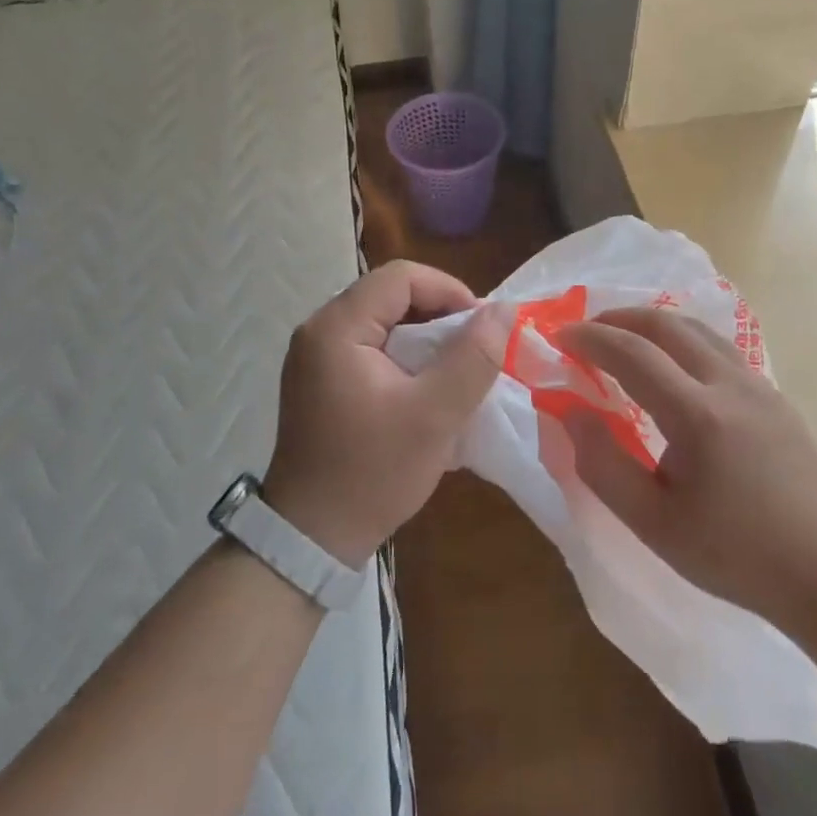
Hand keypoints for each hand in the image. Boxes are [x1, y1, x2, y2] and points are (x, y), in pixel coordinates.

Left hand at [265, 261, 508, 566]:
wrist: (312, 538)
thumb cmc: (373, 472)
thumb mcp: (434, 415)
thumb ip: (474, 358)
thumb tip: (505, 311)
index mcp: (336, 328)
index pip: (400, 277)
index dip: (449, 291)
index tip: (482, 328)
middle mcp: (319, 330)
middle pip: (390, 296)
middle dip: (440, 317)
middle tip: (475, 351)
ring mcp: (316, 356)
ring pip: (384, 322)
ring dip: (426, 339)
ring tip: (457, 371)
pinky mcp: (321, 381)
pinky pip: (371, 348)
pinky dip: (406, 359)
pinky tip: (427, 389)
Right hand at [554, 308, 816, 623]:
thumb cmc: (735, 554)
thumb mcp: (654, 524)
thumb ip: (603, 465)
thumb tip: (571, 412)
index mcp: (697, 414)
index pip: (632, 354)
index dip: (590, 339)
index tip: (559, 337)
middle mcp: (730, 384)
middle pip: (667, 324)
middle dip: (619, 318)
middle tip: (587, 331)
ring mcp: (759, 385)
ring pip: (698, 329)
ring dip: (654, 324)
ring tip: (625, 338)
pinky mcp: (776, 396)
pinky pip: (720, 348)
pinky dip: (683, 340)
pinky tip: (674, 367)